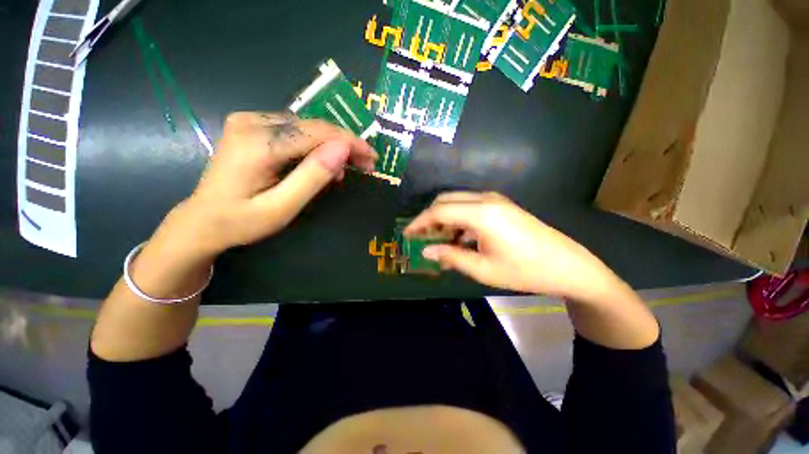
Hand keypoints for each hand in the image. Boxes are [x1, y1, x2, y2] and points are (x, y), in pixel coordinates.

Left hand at [165, 112, 376, 257]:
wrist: (202, 220)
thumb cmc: (242, 221)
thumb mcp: (282, 208)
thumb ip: (312, 177)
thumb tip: (343, 149)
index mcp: (258, 143)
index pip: (317, 132)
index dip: (350, 142)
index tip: (373, 157)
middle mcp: (252, 122)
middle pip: (313, 126)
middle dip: (345, 144)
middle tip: (367, 163)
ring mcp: (249, 120)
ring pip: (307, 126)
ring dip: (333, 144)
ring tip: (348, 167)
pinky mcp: (251, 126)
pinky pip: (295, 130)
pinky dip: (316, 144)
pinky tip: (323, 162)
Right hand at [405, 192, 624, 301]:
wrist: (568, 266)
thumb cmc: (524, 270)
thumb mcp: (483, 269)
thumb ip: (451, 256)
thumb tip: (426, 251)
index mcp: (481, 213)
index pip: (439, 211)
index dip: (420, 222)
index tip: (407, 234)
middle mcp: (486, 199)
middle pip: (446, 200)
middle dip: (429, 217)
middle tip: (421, 237)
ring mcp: (495, 200)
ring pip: (457, 202)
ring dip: (444, 219)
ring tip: (439, 242)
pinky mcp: (501, 206)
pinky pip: (470, 207)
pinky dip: (458, 220)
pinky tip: (459, 239)